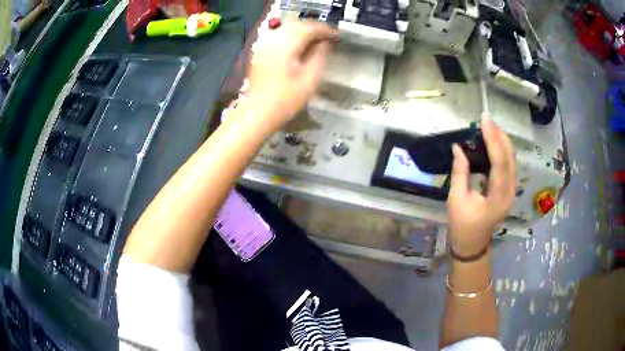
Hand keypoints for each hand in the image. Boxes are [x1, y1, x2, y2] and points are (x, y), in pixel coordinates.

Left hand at [245, 21, 337, 129]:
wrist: (258, 112)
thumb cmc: (285, 100)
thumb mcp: (310, 81)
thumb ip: (320, 57)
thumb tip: (325, 44)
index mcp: (286, 46)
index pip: (309, 28)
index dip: (325, 30)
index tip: (337, 35)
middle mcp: (273, 41)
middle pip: (297, 24)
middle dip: (314, 28)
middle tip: (328, 37)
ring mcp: (264, 46)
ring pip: (286, 28)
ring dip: (303, 30)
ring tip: (316, 40)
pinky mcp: (260, 52)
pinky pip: (278, 36)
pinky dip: (291, 36)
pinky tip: (298, 45)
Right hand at [447, 113, 516, 256]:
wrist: (472, 244)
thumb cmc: (462, 225)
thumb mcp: (457, 200)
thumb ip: (460, 172)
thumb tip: (458, 147)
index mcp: (498, 197)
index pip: (499, 162)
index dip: (493, 138)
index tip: (484, 120)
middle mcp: (509, 192)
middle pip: (510, 158)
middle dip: (499, 135)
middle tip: (486, 119)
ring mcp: (511, 191)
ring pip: (512, 159)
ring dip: (502, 141)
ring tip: (489, 126)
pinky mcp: (508, 189)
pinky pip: (509, 164)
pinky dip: (502, 150)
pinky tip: (494, 141)